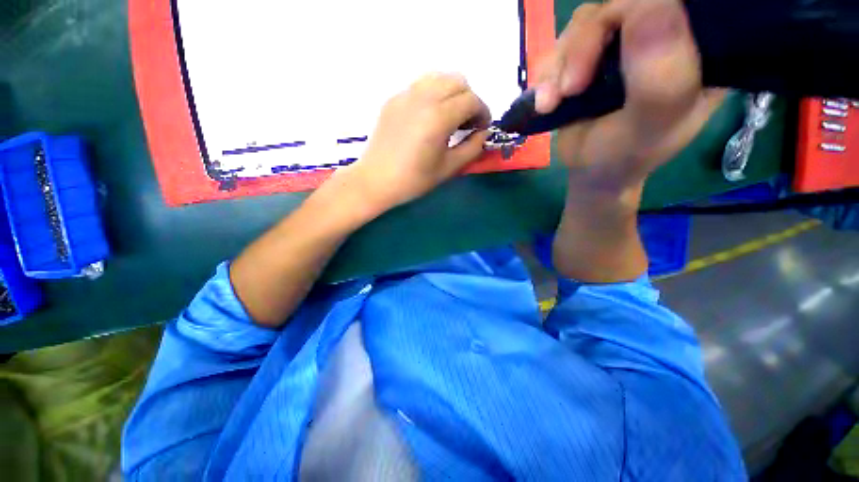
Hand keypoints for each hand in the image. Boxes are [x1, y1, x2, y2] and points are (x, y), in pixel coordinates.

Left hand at [334, 73, 491, 215]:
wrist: (376, 180)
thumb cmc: (414, 180)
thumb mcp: (448, 168)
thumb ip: (472, 148)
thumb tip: (483, 133)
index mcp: (438, 117)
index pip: (471, 100)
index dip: (483, 113)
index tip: (482, 129)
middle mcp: (423, 97)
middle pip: (458, 81)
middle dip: (469, 100)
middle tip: (467, 123)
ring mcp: (405, 95)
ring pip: (438, 77)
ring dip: (452, 93)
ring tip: (449, 116)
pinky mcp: (393, 99)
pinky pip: (420, 85)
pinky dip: (433, 94)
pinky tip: (429, 116)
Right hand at [536, 0, 724, 193]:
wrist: (589, 172)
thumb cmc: (623, 157)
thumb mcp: (648, 126)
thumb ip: (659, 77)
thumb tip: (649, 3)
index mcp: (698, 48)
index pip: (676, 3)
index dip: (640, 13)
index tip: (611, 54)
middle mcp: (663, 35)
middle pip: (620, 6)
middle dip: (584, 47)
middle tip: (569, 90)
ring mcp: (623, 42)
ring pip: (585, 22)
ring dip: (558, 66)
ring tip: (549, 104)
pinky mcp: (590, 54)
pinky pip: (562, 44)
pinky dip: (546, 74)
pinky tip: (544, 101)